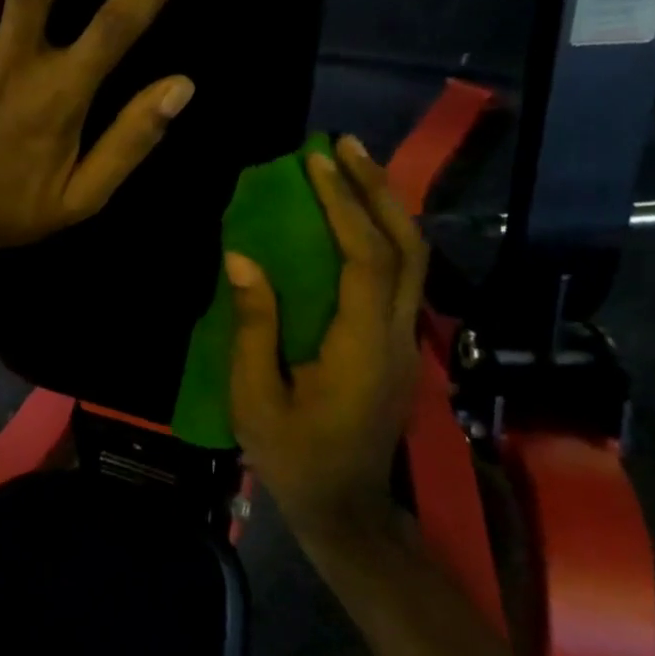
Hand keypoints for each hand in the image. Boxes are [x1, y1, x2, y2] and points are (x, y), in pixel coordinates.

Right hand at [226, 136, 427, 543]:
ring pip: (412, 260)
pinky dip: (379, 236)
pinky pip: (398, 277)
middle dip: (377, 190)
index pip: (365, 260)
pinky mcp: (398, 347)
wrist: (347, 510)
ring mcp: (406, 342)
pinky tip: (352, 220)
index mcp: (363, 347)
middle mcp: (398, 336)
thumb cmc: (294, 458)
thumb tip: (242, 258)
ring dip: (383, 208)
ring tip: (350, 167)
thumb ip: (253, 325)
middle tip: (344, 145)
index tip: (314, 162)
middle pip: (406, 247)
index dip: (344, 205)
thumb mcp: (255, 397)